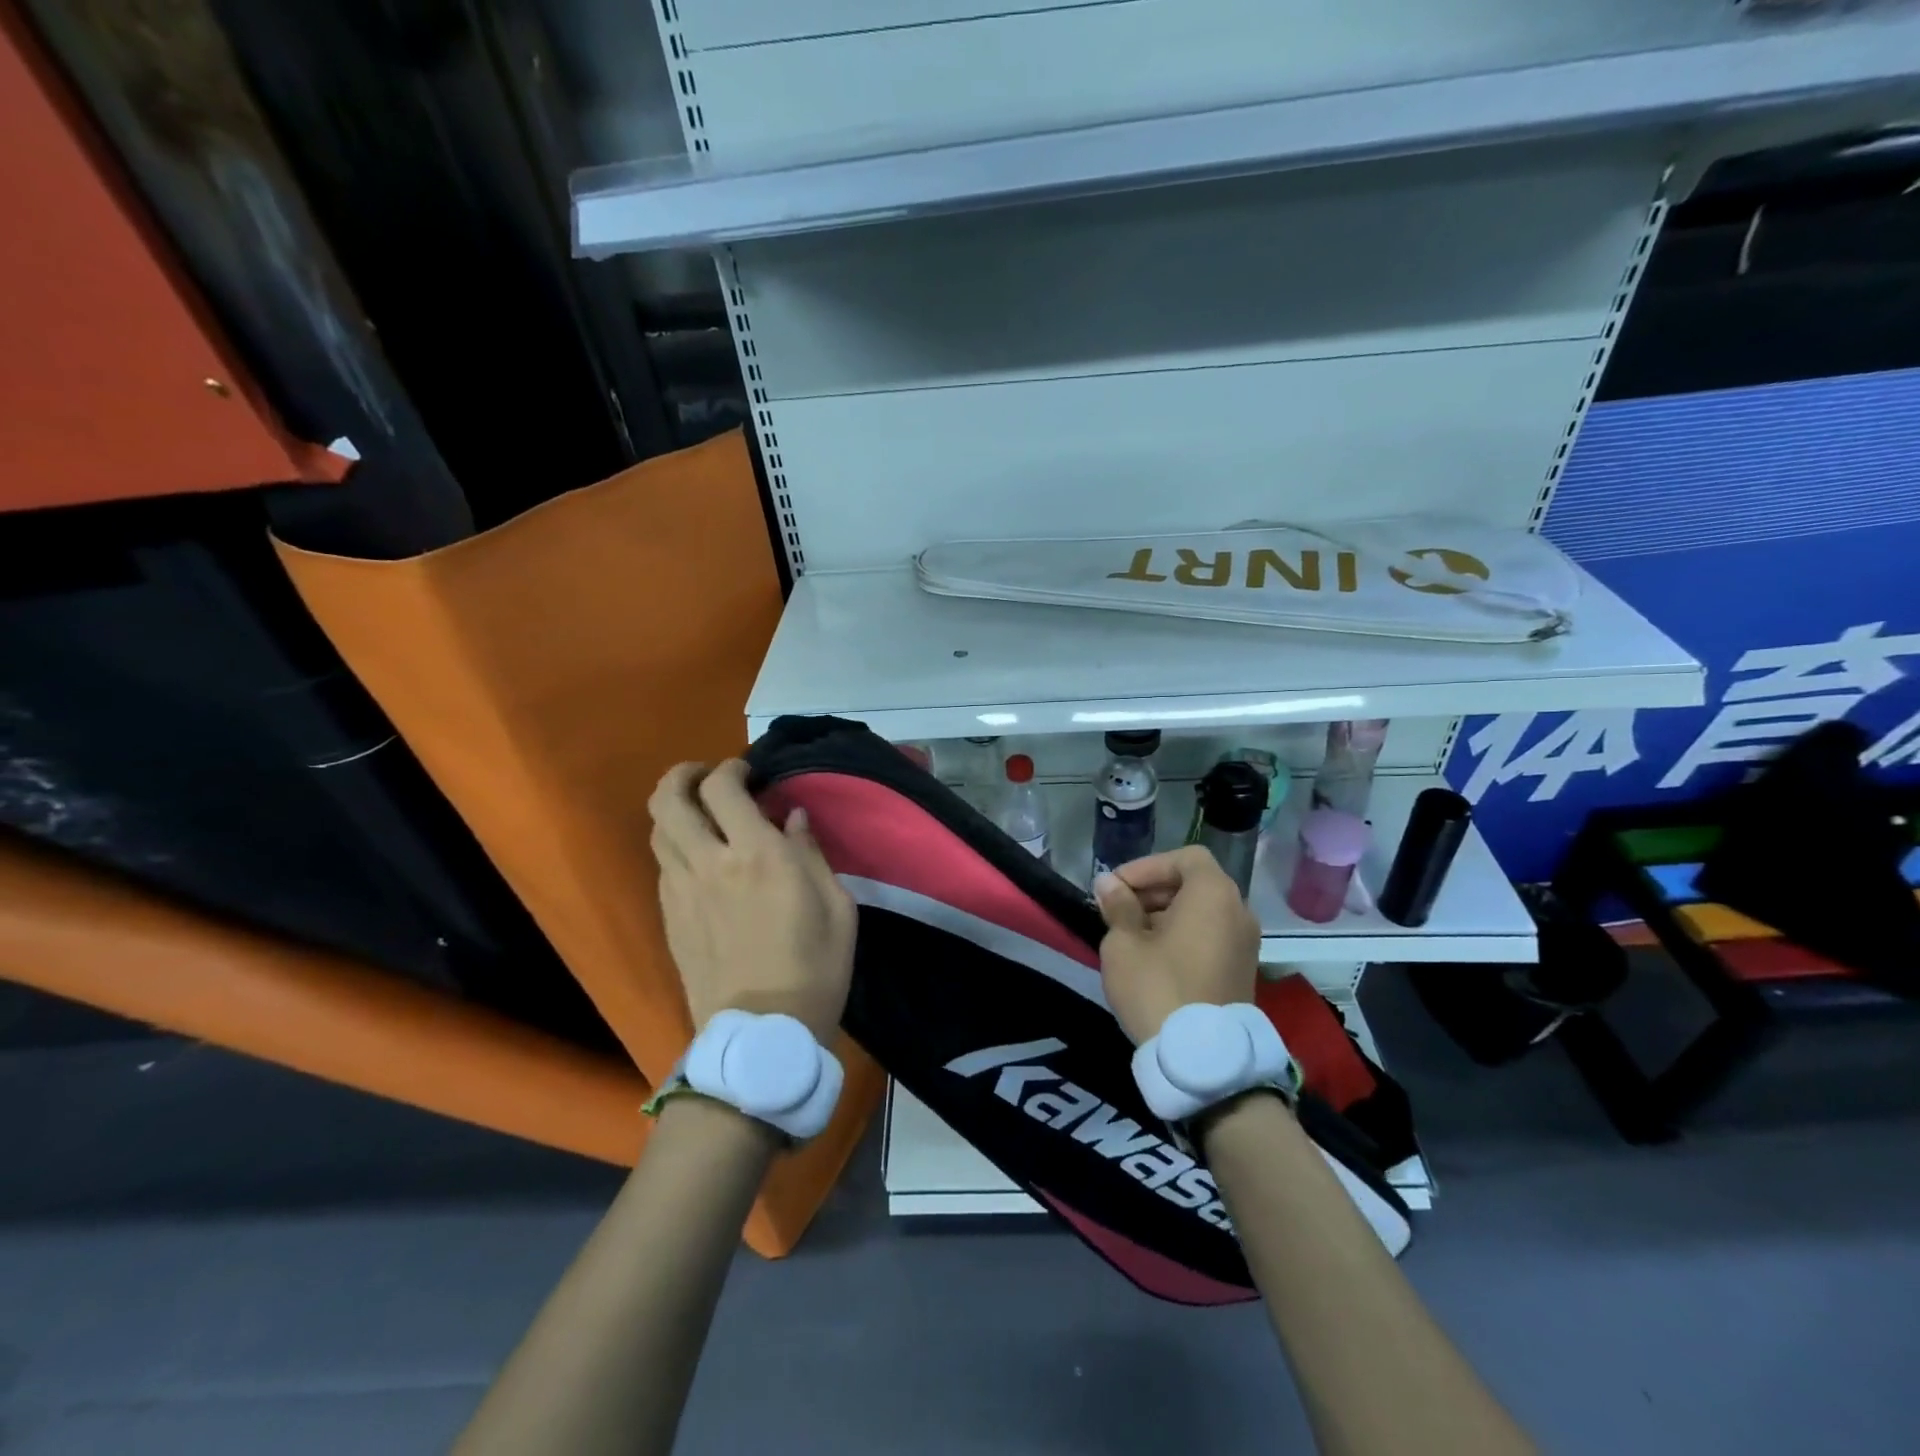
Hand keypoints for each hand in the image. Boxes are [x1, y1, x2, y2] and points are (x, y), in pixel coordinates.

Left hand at [647, 760, 855, 1043]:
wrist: (762, 1035)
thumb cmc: (815, 969)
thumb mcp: (838, 908)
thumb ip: (812, 854)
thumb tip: (792, 818)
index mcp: (757, 856)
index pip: (721, 787)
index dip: (731, 768)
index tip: (749, 773)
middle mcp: (709, 863)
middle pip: (668, 799)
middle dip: (683, 775)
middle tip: (707, 776)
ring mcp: (681, 891)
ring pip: (657, 829)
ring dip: (673, 808)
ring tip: (698, 810)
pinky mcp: (669, 918)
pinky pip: (662, 864)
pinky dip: (674, 844)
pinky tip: (698, 855)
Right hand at [1093, 846, 1261, 1045]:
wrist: (1202, 1058)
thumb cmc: (1158, 987)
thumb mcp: (1124, 943)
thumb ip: (1118, 906)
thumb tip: (1109, 884)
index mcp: (1214, 894)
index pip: (1184, 858)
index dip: (1147, 867)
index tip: (1117, 888)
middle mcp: (1239, 911)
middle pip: (1195, 883)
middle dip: (1153, 890)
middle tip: (1118, 909)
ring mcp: (1246, 944)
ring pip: (1202, 912)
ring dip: (1166, 914)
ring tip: (1130, 935)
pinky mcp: (1243, 971)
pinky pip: (1211, 936)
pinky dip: (1184, 936)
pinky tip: (1153, 957)